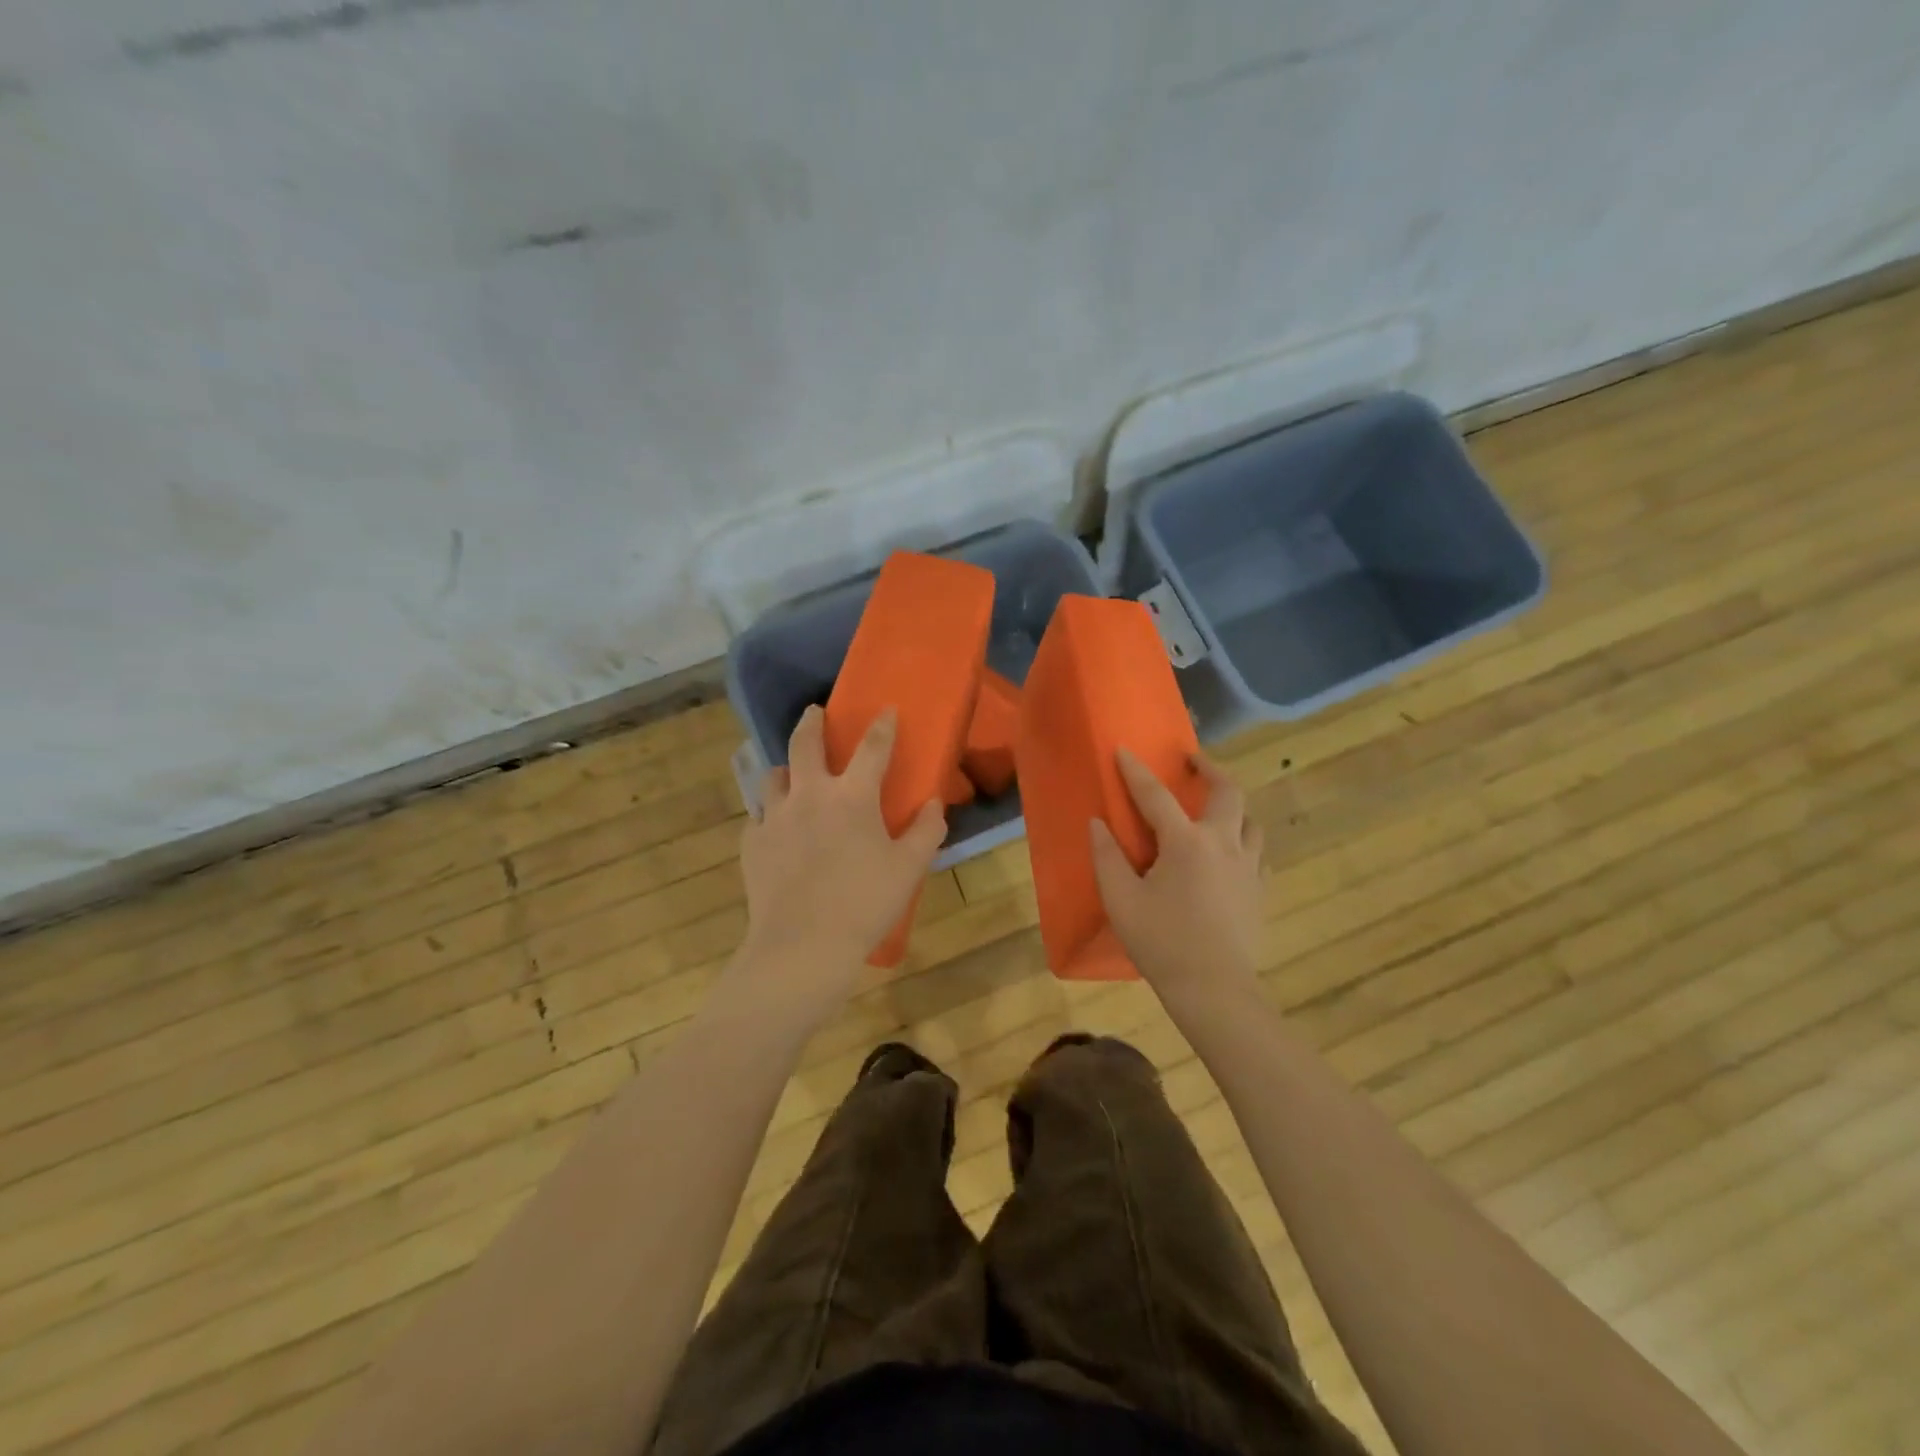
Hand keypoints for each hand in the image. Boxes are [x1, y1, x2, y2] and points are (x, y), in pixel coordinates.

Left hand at [731, 705, 945, 1017]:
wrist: (802, 945)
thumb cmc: (864, 903)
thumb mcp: (909, 868)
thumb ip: (927, 831)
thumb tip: (934, 804)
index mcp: (852, 797)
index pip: (872, 747)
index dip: (882, 725)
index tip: (886, 709)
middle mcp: (809, 795)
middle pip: (805, 744)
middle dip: (811, 722)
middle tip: (814, 712)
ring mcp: (775, 818)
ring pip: (773, 777)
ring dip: (786, 770)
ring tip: (792, 776)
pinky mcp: (752, 844)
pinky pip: (759, 818)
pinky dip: (770, 816)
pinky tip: (777, 830)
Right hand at [1090, 749, 1264, 998]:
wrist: (1215, 990)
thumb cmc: (1161, 942)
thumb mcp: (1121, 900)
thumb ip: (1107, 857)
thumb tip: (1098, 824)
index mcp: (1186, 843)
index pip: (1156, 795)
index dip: (1136, 771)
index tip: (1124, 750)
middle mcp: (1223, 844)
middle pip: (1228, 792)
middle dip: (1211, 769)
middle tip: (1194, 762)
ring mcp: (1249, 868)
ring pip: (1251, 821)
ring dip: (1233, 806)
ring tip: (1215, 809)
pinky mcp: (1260, 891)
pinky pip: (1258, 853)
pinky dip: (1244, 841)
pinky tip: (1231, 854)